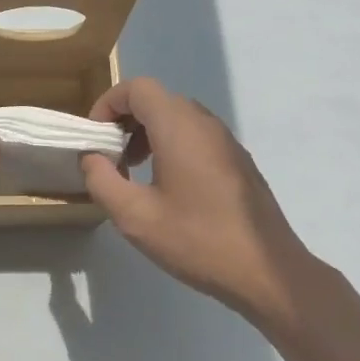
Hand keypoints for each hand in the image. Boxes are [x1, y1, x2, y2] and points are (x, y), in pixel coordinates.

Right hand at [80, 77, 319, 324]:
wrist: (267, 272)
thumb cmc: (197, 240)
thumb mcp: (135, 217)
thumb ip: (102, 180)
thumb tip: (92, 157)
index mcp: (179, 128)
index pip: (137, 88)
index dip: (108, 105)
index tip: (95, 139)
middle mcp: (205, 123)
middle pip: (157, 100)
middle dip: (125, 122)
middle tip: (111, 159)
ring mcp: (226, 141)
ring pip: (178, 118)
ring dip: (148, 135)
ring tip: (134, 173)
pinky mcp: (238, 161)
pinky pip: (196, 137)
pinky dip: (171, 147)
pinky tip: (167, 189)